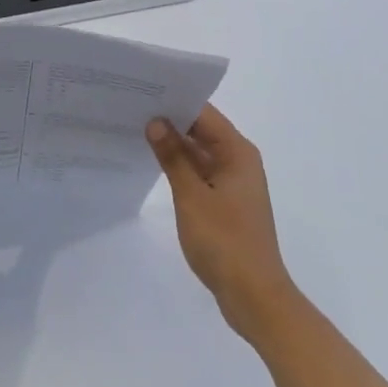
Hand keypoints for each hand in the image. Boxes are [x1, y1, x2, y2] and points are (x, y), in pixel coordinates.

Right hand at [147, 104, 300, 342]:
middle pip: (203, 130)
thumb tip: (156, 121)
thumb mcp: (192, 196)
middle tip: (133, 107)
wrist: (254, 296)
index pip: (204, 114)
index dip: (176, 100)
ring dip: (175, 145)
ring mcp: (233, 183)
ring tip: (137, 129)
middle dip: (172, 120)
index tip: (145, 90)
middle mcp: (239, 161)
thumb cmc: (225, 241)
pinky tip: (155, 164)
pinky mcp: (226, 203)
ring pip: (201, 152)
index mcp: (238, 152)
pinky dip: (181, 167)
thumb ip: (173, 157)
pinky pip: (201, 173)